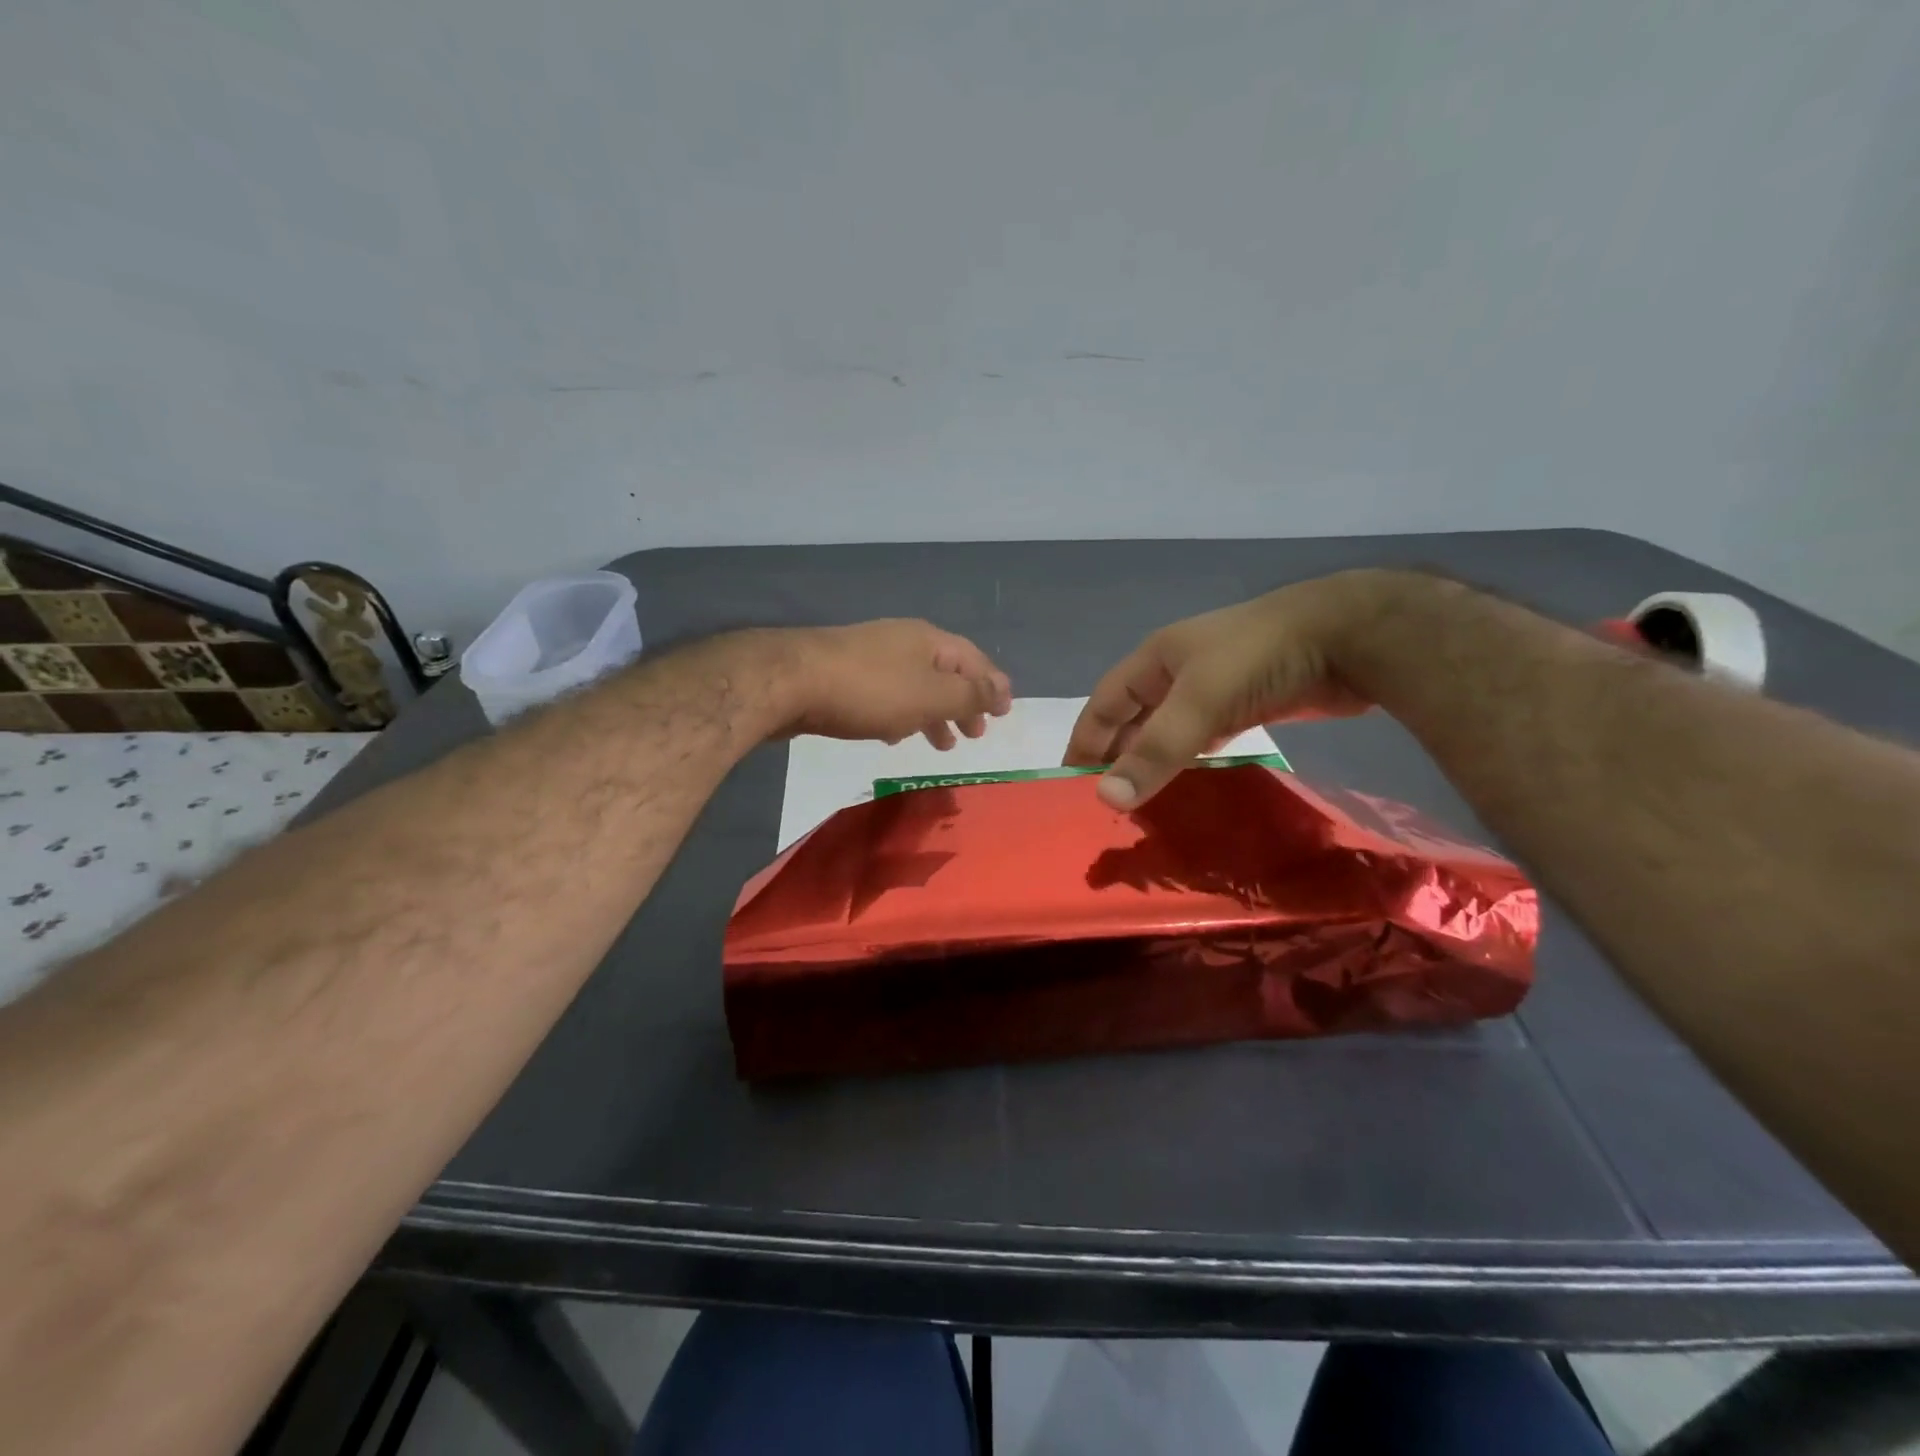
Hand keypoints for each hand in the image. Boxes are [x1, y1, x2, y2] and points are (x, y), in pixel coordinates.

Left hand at [770, 619, 1012, 748]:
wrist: (791, 681)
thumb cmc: (871, 690)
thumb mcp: (931, 695)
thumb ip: (969, 695)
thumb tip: (1001, 691)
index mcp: (930, 641)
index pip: (974, 660)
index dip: (993, 686)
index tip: (1005, 713)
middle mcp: (903, 642)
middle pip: (945, 673)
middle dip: (964, 704)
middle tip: (975, 735)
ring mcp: (871, 656)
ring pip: (915, 687)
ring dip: (933, 714)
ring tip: (941, 744)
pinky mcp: (845, 676)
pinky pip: (887, 696)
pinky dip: (901, 715)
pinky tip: (894, 736)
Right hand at [1064, 571, 1404, 807]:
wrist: (1348, 635)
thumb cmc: (1259, 658)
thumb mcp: (1200, 702)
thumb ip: (1155, 751)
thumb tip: (1105, 799)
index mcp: (1155, 660)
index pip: (1104, 703)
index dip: (1085, 739)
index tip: (1068, 780)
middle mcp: (1178, 672)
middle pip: (1134, 717)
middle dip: (1116, 754)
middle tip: (1102, 801)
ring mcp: (1214, 688)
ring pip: (1169, 730)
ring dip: (1152, 761)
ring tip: (1138, 801)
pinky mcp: (1246, 704)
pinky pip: (1203, 738)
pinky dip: (1189, 761)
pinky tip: (1186, 785)